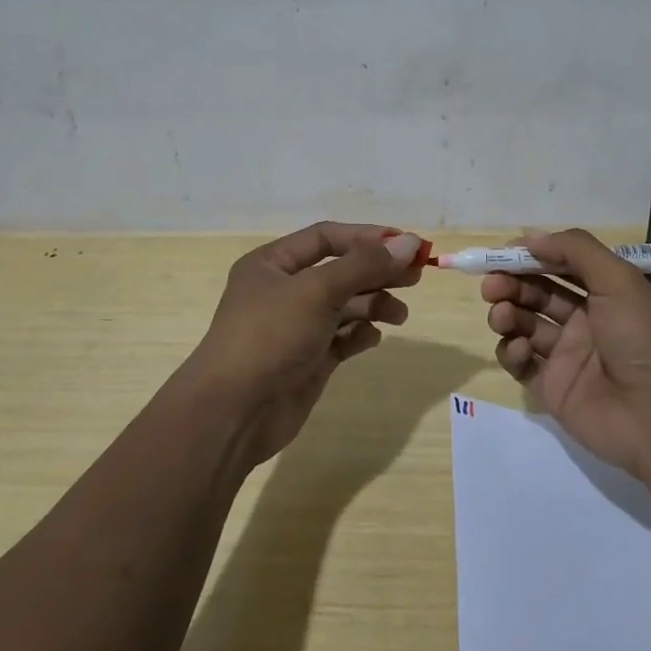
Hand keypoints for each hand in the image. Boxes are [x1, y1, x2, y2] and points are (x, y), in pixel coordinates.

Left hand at [175, 223, 423, 467]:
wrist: (233, 413)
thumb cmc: (270, 336)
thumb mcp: (317, 291)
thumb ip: (364, 265)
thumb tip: (409, 242)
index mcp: (273, 263)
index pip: (327, 238)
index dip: (367, 238)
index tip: (407, 244)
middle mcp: (284, 291)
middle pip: (340, 270)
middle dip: (377, 271)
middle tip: (417, 275)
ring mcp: (296, 327)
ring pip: (344, 306)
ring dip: (374, 305)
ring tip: (399, 315)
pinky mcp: (308, 360)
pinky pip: (342, 338)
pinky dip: (360, 335)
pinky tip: (372, 338)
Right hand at [481, 230, 650, 476]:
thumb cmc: (643, 338)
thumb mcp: (619, 279)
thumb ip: (574, 250)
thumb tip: (529, 238)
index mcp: (605, 293)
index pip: (560, 266)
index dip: (530, 257)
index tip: (501, 254)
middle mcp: (586, 321)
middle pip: (537, 293)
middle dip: (511, 284)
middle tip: (492, 285)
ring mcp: (567, 356)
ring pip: (524, 325)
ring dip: (506, 314)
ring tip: (501, 315)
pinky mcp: (552, 388)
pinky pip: (521, 363)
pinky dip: (512, 351)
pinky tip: (519, 348)